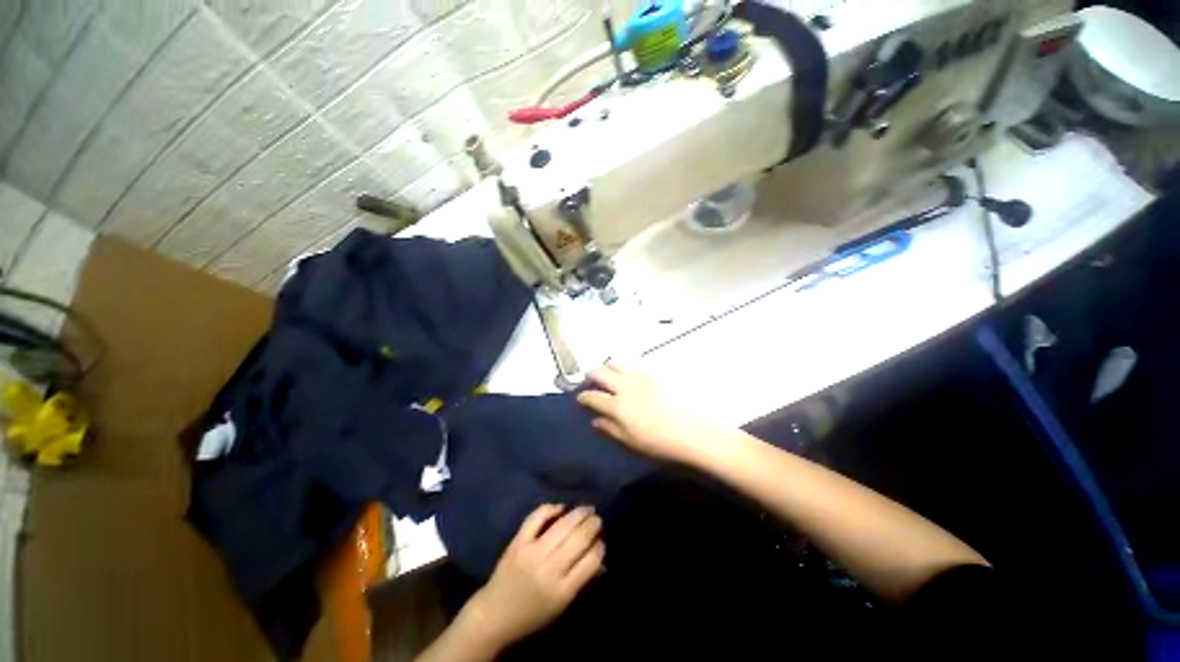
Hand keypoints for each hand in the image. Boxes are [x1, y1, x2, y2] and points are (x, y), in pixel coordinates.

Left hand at [464, 504, 603, 647]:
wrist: (494, 615)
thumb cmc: (532, 615)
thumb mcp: (561, 606)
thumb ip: (581, 580)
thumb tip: (600, 557)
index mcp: (562, 591)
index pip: (591, 561)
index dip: (600, 548)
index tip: (601, 541)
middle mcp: (549, 569)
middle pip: (578, 539)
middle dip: (592, 526)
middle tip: (598, 519)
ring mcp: (532, 553)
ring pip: (562, 526)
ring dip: (579, 514)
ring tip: (588, 509)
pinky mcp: (518, 542)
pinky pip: (537, 518)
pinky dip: (550, 509)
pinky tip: (561, 507)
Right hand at [577, 362, 710, 463]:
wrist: (691, 430)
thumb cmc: (659, 442)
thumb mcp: (630, 441)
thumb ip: (610, 428)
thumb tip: (595, 420)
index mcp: (617, 406)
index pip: (592, 396)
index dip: (583, 396)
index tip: (581, 397)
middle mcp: (624, 386)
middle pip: (599, 372)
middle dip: (591, 374)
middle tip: (591, 380)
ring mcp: (639, 376)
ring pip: (615, 361)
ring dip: (607, 366)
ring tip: (609, 374)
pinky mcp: (653, 371)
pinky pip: (633, 362)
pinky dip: (625, 366)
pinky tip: (629, 374)